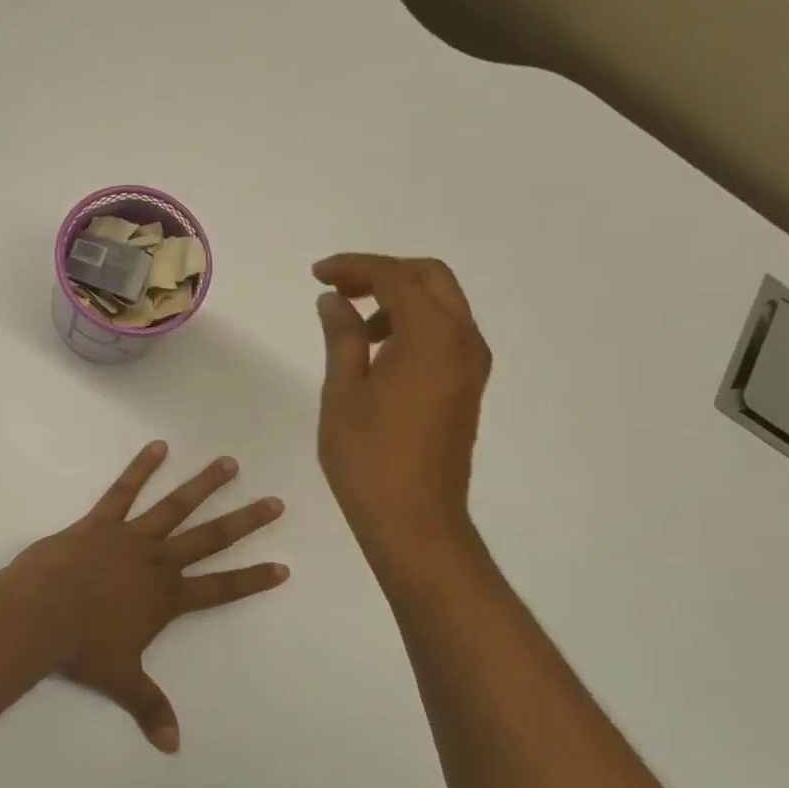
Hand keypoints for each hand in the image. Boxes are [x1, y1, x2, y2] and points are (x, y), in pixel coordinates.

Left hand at [7, 443, 288, 752]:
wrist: (40, 615)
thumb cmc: (82, 648)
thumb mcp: (120, 680)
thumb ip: (149, 707)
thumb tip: (172, 747)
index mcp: (167, 597)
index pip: (221, 589)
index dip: (253, 579)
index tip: (284, 566)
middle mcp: (158, 562)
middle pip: (210, 538)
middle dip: (245, 522)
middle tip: (274, 502)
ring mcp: (131, 537)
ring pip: (175, 506)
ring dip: (204, 484)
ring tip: (229, 463)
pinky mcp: (101, 522)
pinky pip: (124, 491)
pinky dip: (141, 467)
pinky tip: (158, 446)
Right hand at [313, 254, 491, 551]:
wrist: (415, 520)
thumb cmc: (369, 458)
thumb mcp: (344, 392)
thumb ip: (342, 336)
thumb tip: (334, 300)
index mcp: (432, 336)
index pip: (396, 277)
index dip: (354, 267)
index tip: (317, 275)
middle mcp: (463, 340)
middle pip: (430, 278)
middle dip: (383, 273)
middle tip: (339, 289)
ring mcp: (471, 365)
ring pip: (442, 305)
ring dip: (400, 299)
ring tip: (355, 325)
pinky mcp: (468, 387)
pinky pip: (446, 334)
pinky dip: (414, 324)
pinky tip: (379, 351)